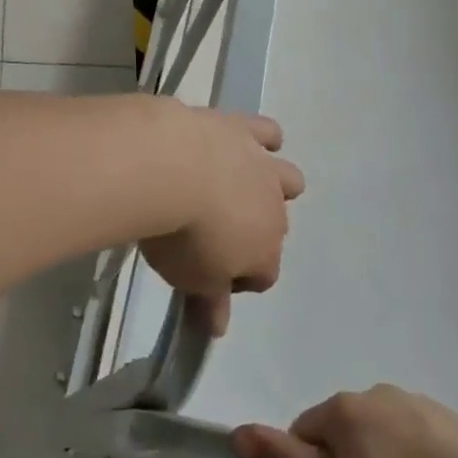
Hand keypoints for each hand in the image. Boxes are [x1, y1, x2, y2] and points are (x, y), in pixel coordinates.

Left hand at [138, 110, 303, 335]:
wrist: (169, 168)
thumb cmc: (179, 236)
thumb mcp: (188, 279)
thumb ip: (209, 302)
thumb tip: (219, 328)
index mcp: (264, 251)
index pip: (263, 275)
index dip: (238, 279)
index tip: (210, 277)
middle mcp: (274, 209)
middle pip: (276, 228)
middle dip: (254, 232)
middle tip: (215, 233)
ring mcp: (262, 166)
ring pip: (289, 179)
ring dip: (273, 185)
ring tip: (238, 186)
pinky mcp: (242, 129)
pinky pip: (268, 132)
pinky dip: (263, 138)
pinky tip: (243, 141)